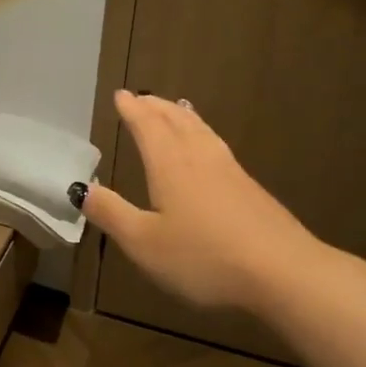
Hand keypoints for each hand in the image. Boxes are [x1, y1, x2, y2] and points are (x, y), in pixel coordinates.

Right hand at [83, 91, 318, 313]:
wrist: (282, 272)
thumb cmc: (203, 257)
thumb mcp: (144, 243)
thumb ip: (112, 214)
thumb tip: (83, 189)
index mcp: (170, 166)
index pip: (148, 127)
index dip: (133, 110)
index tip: (121, 95)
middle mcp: (200, 159)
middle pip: (177, 121)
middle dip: (156, 107)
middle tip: (143, 98)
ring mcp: (230, 172)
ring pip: (202, 131)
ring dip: (182, 116)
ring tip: (175, 108)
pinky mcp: (251, 189)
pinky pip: (218, 146)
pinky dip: (204, 134)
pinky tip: (209, 149)